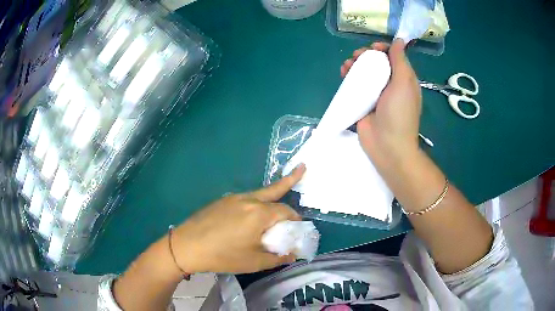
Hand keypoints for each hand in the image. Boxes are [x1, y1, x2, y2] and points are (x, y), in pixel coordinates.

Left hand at [171, 165, 305, 273]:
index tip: (298, 228)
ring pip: (259, 193)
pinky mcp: (222, 201)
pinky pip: (245, 199)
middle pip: (274, 190)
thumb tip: (292, 255)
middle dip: (290, 181)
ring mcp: (233, 198)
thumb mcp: (254, 262)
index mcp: (259, 213)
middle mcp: (248, 200)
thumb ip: (277, 258)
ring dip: (272, 194)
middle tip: (302, 169)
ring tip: (281, 191)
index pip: (286, 211)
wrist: (187, 246)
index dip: (296, 219)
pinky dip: (255, 202)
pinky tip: (250, 215)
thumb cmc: (223, 255)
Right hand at [341, 39, 421, 167]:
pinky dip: (349, 77)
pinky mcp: (363, 103)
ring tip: (347, 65)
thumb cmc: (399, 113)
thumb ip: (400, 60)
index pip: (394, 57)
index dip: (383, 49)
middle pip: (377, 63)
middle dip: (366, 55)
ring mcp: (376, 94)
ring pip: (365, 72)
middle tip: (358, 56)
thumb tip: (399, 40)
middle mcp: (391, 85)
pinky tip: (343, 73)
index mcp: (404, 80)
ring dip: (356, 64)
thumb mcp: (404, 83)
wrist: (387, 146)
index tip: (374, 48)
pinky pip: (355, 85)